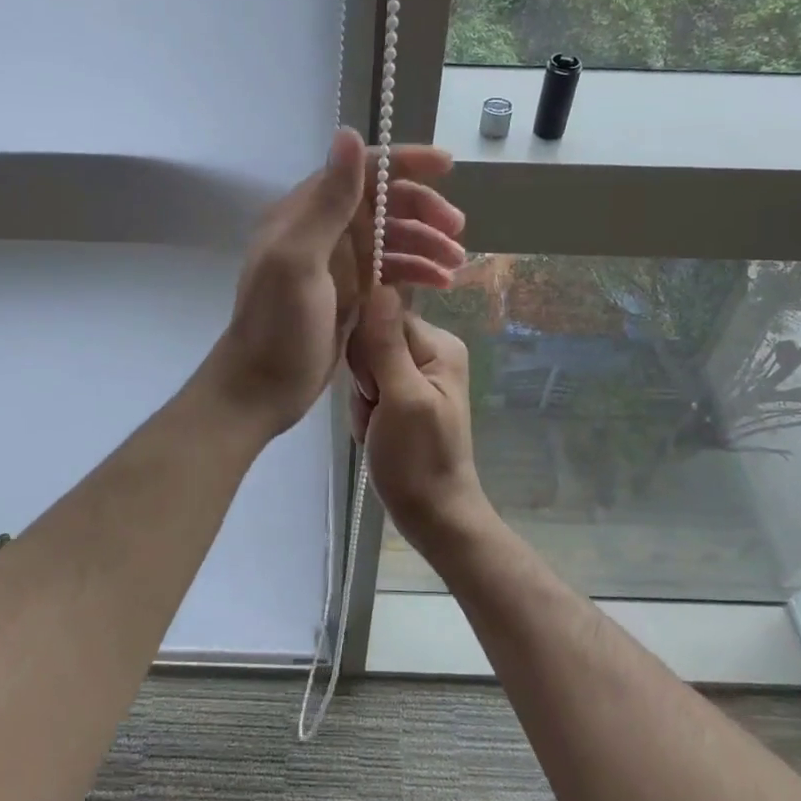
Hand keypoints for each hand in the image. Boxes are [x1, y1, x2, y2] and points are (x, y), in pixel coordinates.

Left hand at [206, 128, 465, 436]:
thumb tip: (350, 132)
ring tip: (456, 264)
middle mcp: (324, 231)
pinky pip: (393, 270)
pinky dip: (418, 271)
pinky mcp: (352, 293)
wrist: (263, 388)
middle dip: (423, 210)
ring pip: (393, 238)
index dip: (404, 163)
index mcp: (306, 213)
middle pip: (384, 204)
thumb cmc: (278, 325)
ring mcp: (339, 263)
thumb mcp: (299, 260)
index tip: (447, 166)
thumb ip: (327, 201)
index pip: (361, 171)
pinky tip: (443, 283)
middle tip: (457, 231)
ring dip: (427, 243)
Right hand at [346, 285, 487, 544]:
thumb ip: (386, 344)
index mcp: (439, 345)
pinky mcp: (402, 396)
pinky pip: (368, 387)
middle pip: (371, 340)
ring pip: (365, 365)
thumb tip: (377, 285)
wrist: (432, 515)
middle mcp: (431, 352)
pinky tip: (373, 432)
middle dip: (363, 379)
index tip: (374, 388)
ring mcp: (416, 375)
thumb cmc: (418, 460)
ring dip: (361, 398)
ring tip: (376, 426)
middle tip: (377, 411)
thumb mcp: (401, 398)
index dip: (367, 351)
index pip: (382, 317)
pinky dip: (364, 410)